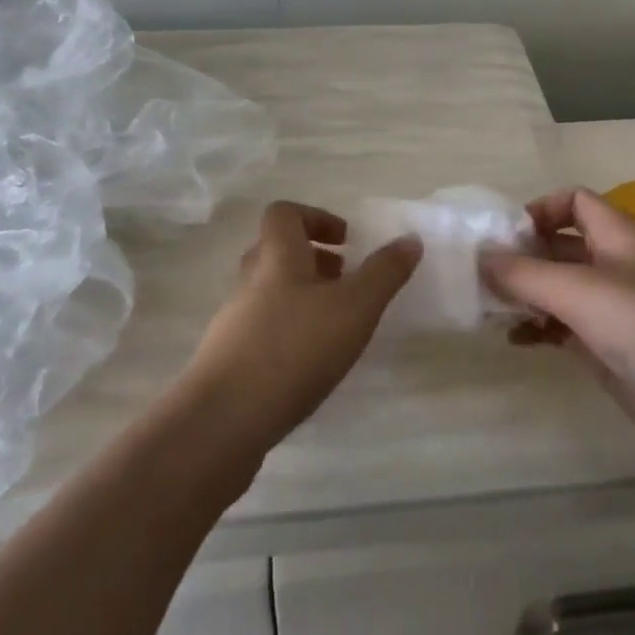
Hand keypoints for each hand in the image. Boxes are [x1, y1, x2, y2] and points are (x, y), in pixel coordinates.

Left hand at [181, 201, 421, 453]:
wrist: (224, 421)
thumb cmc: (295, 350)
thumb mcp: (355, 308)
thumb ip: (384, 273)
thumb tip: (410, 238)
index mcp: (276, 257)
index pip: (284, 214)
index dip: (315, 218)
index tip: (346, 242)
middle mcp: (249, 281)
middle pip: (275, 252)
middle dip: (313, 261)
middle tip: (344, 283)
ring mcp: (233, 321)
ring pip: (268, 293)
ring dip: (301, 298)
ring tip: (334, 327)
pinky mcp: (228, 359)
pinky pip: (260, 330)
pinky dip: (287, 334)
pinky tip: (309, 365)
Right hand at [481, 188, 634, 457]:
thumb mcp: (577, 291)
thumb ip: (522, 273)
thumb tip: (479, 257)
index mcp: (619, 235)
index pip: (575, 201)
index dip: (540, 210)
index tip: (505, 237)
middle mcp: (619, 265)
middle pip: (563, 245)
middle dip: (524, 256)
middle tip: (482, 276)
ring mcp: (618, 310)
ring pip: (563, 288)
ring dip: (528, 294)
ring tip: (490, 309)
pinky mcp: (614, 349)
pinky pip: (568, 327)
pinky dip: (541, 328)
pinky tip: (516, 341)